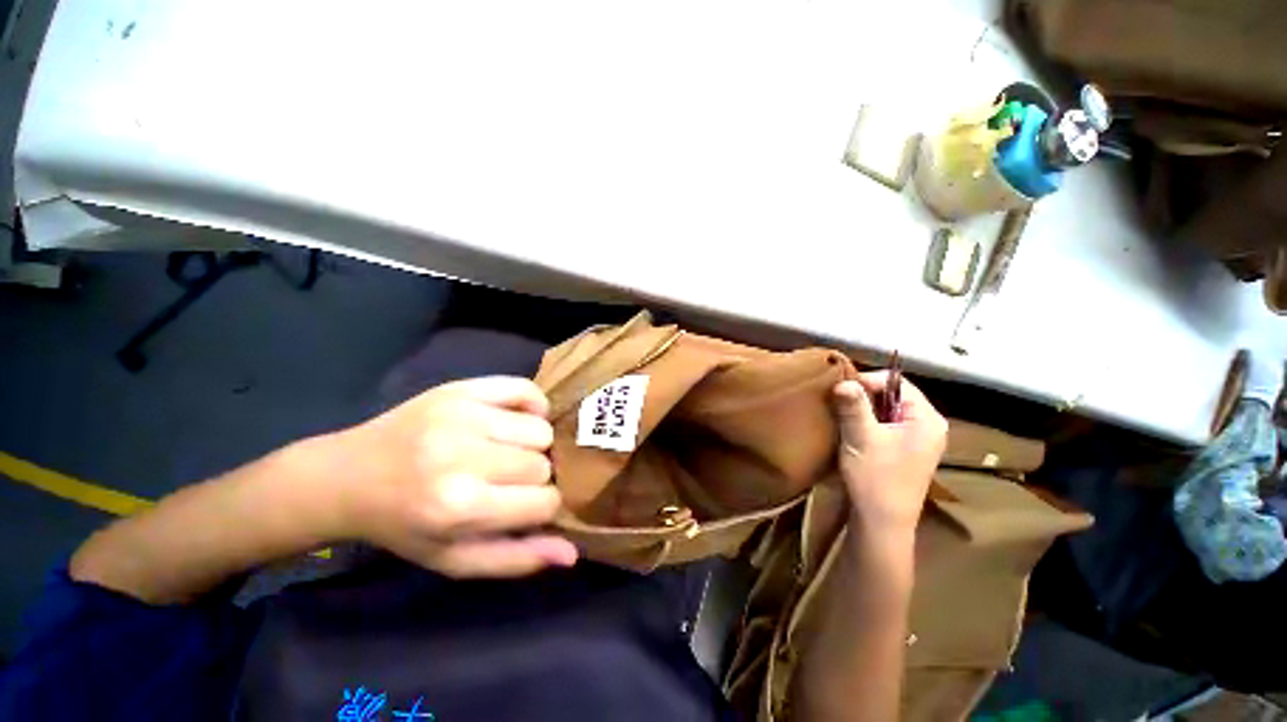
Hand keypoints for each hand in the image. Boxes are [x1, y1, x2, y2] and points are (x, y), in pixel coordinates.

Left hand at [324, 376, 577, 577]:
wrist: (347, 476)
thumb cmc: (403, 525)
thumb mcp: (452, 559)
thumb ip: (514, 559)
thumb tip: (572, 554)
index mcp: (459, 508)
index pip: (545, 502)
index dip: (543, 506)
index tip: (527, 506)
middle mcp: (462, 457)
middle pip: (543, 463)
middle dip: (535, 476)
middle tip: (510, 479)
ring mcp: (462, 415)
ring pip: (540, 428)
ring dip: (533, 444)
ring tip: (508, 451)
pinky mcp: (461, 388)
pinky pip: (525, 390)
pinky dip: (533, 405)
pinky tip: (517, 419)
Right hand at [833, 372, 946, 533]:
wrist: (882, 523)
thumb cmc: (875, 478)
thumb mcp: (861, 437)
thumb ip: (854, 406)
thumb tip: (843, 380)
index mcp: (927, 419)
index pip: (897, 382)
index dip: (867, 381)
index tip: (841, 390)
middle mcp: (929, 426)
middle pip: (893, 395)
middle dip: (864, 396)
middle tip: (838, 401)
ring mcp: (919, 440)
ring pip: (887, 411)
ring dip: (863, 410)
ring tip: (841, 414)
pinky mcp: (907, 451)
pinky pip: (886, 425)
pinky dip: (868, 423)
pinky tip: (852, 430)